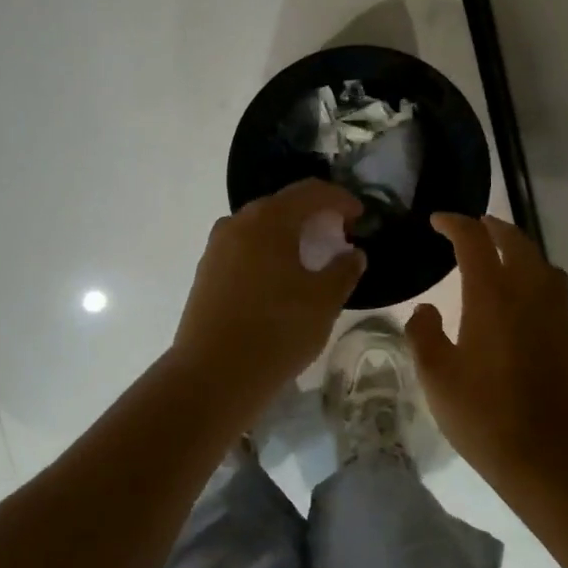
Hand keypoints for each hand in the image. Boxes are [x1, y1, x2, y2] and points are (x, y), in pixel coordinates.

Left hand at [171, 180, 366, 410]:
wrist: (213, 375)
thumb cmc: (276, 331)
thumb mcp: (323, 301)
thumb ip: (343, 270)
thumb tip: (353, 254)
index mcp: (268, 220)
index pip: (310, 192)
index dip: (340, 199)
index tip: (360, 216)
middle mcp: (237, 223)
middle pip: (282, 205)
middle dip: (314, 215)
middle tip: (338, 236)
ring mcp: (216, 248)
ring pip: (260, 227)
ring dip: (289, 234)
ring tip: (311, 258)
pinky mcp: (206, 272)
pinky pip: (244, 248)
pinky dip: (268, 251)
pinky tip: (281, 278)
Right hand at [406, 215, 567, 485]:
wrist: (549, 457)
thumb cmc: (483, 414)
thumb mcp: (436, 376)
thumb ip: (424, 334)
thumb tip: (425, 310)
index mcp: (492, 296)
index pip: (474, 241)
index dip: (455, 223)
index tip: (438, 221)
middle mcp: (530, 294)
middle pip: (517, 242)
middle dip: (493, 228)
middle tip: (474, 228)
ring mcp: (559, 316)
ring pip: (545, 265)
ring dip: (522, 253)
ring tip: (503, 262)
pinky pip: (558, 296)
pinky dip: (540, 286)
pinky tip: (528, 309)